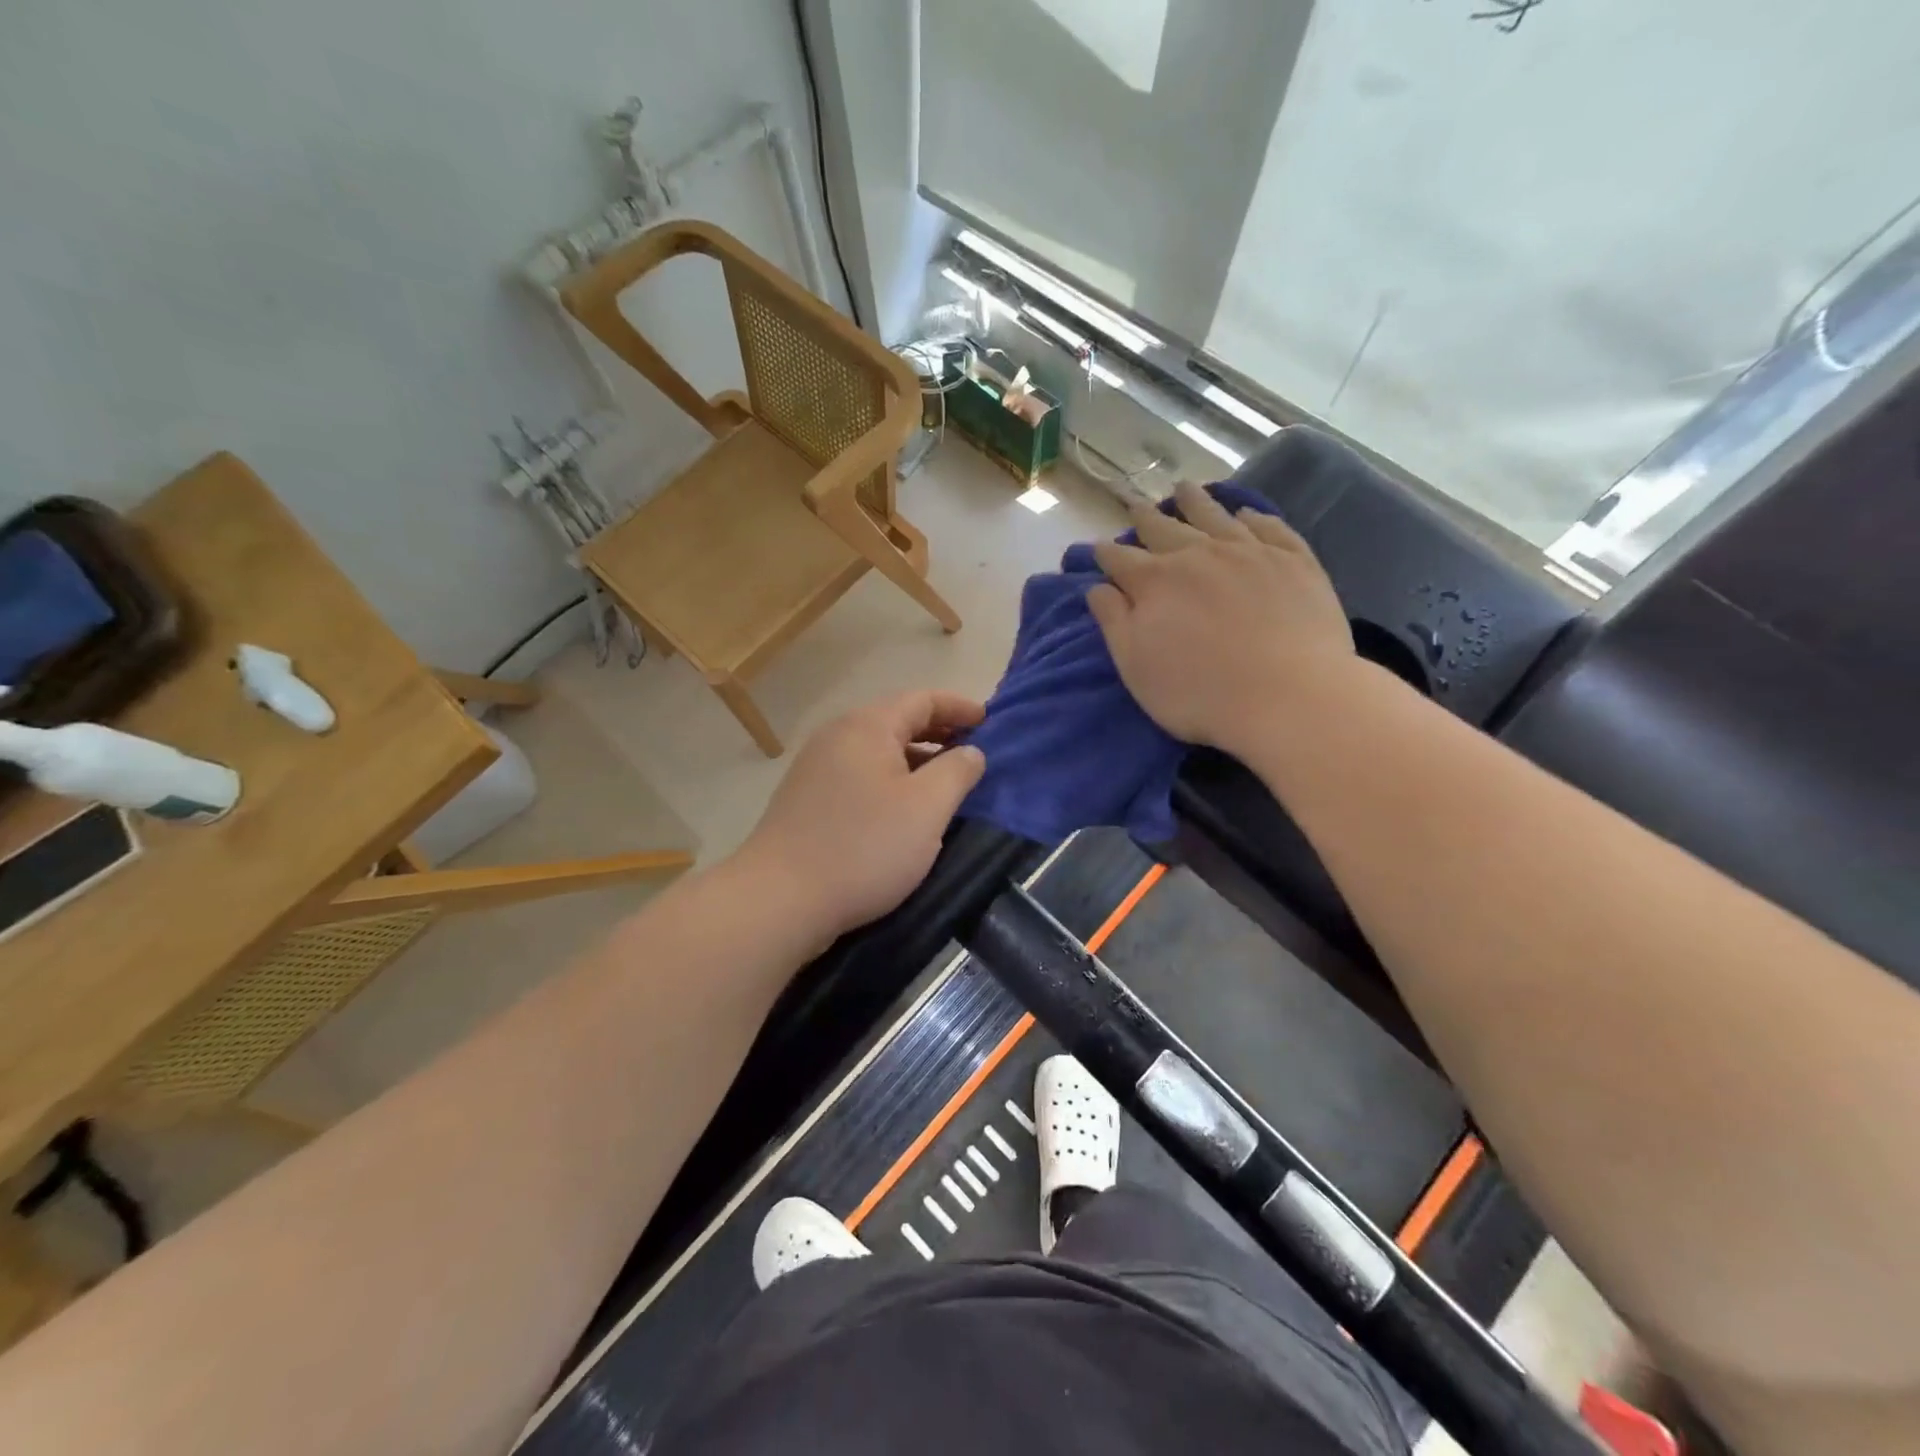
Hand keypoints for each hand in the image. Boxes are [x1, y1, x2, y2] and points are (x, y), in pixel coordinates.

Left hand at [734, 692, 988, 944]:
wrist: (781, 899)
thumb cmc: (864, 846)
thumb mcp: (926, 808)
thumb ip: (957, 772)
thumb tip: (971, 751)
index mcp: (867, 727)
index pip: (921, 699)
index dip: (958, 706)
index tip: (989, 720)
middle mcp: (837, 737)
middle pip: (896, 720)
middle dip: (938, 731)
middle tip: (972, 749)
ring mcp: (816, 768)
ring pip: (877, 751)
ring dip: (915, 758)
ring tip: (944, 780)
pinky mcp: (806, 799)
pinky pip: (860, 775)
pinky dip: (890, 779)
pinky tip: (904, 808)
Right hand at [1088, 480, 1357, 757]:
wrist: (1289, 696)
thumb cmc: (1199, 692)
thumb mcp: (1136, 666)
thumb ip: (1113, 622)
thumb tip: (1098, 587)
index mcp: (1155, 581)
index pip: (1120, 559)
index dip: (1104, 553)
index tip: (1097, 548)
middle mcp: (1198, 554)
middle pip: (1164, 528)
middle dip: (1145, 518)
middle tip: (1135, 505)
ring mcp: (1249, 552)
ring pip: (1215, 515)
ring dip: (1195, 501)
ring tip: (1184, 487)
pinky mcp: (1294, 560)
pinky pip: (1269, 527)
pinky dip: (1254, 517)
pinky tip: (1246, 514)